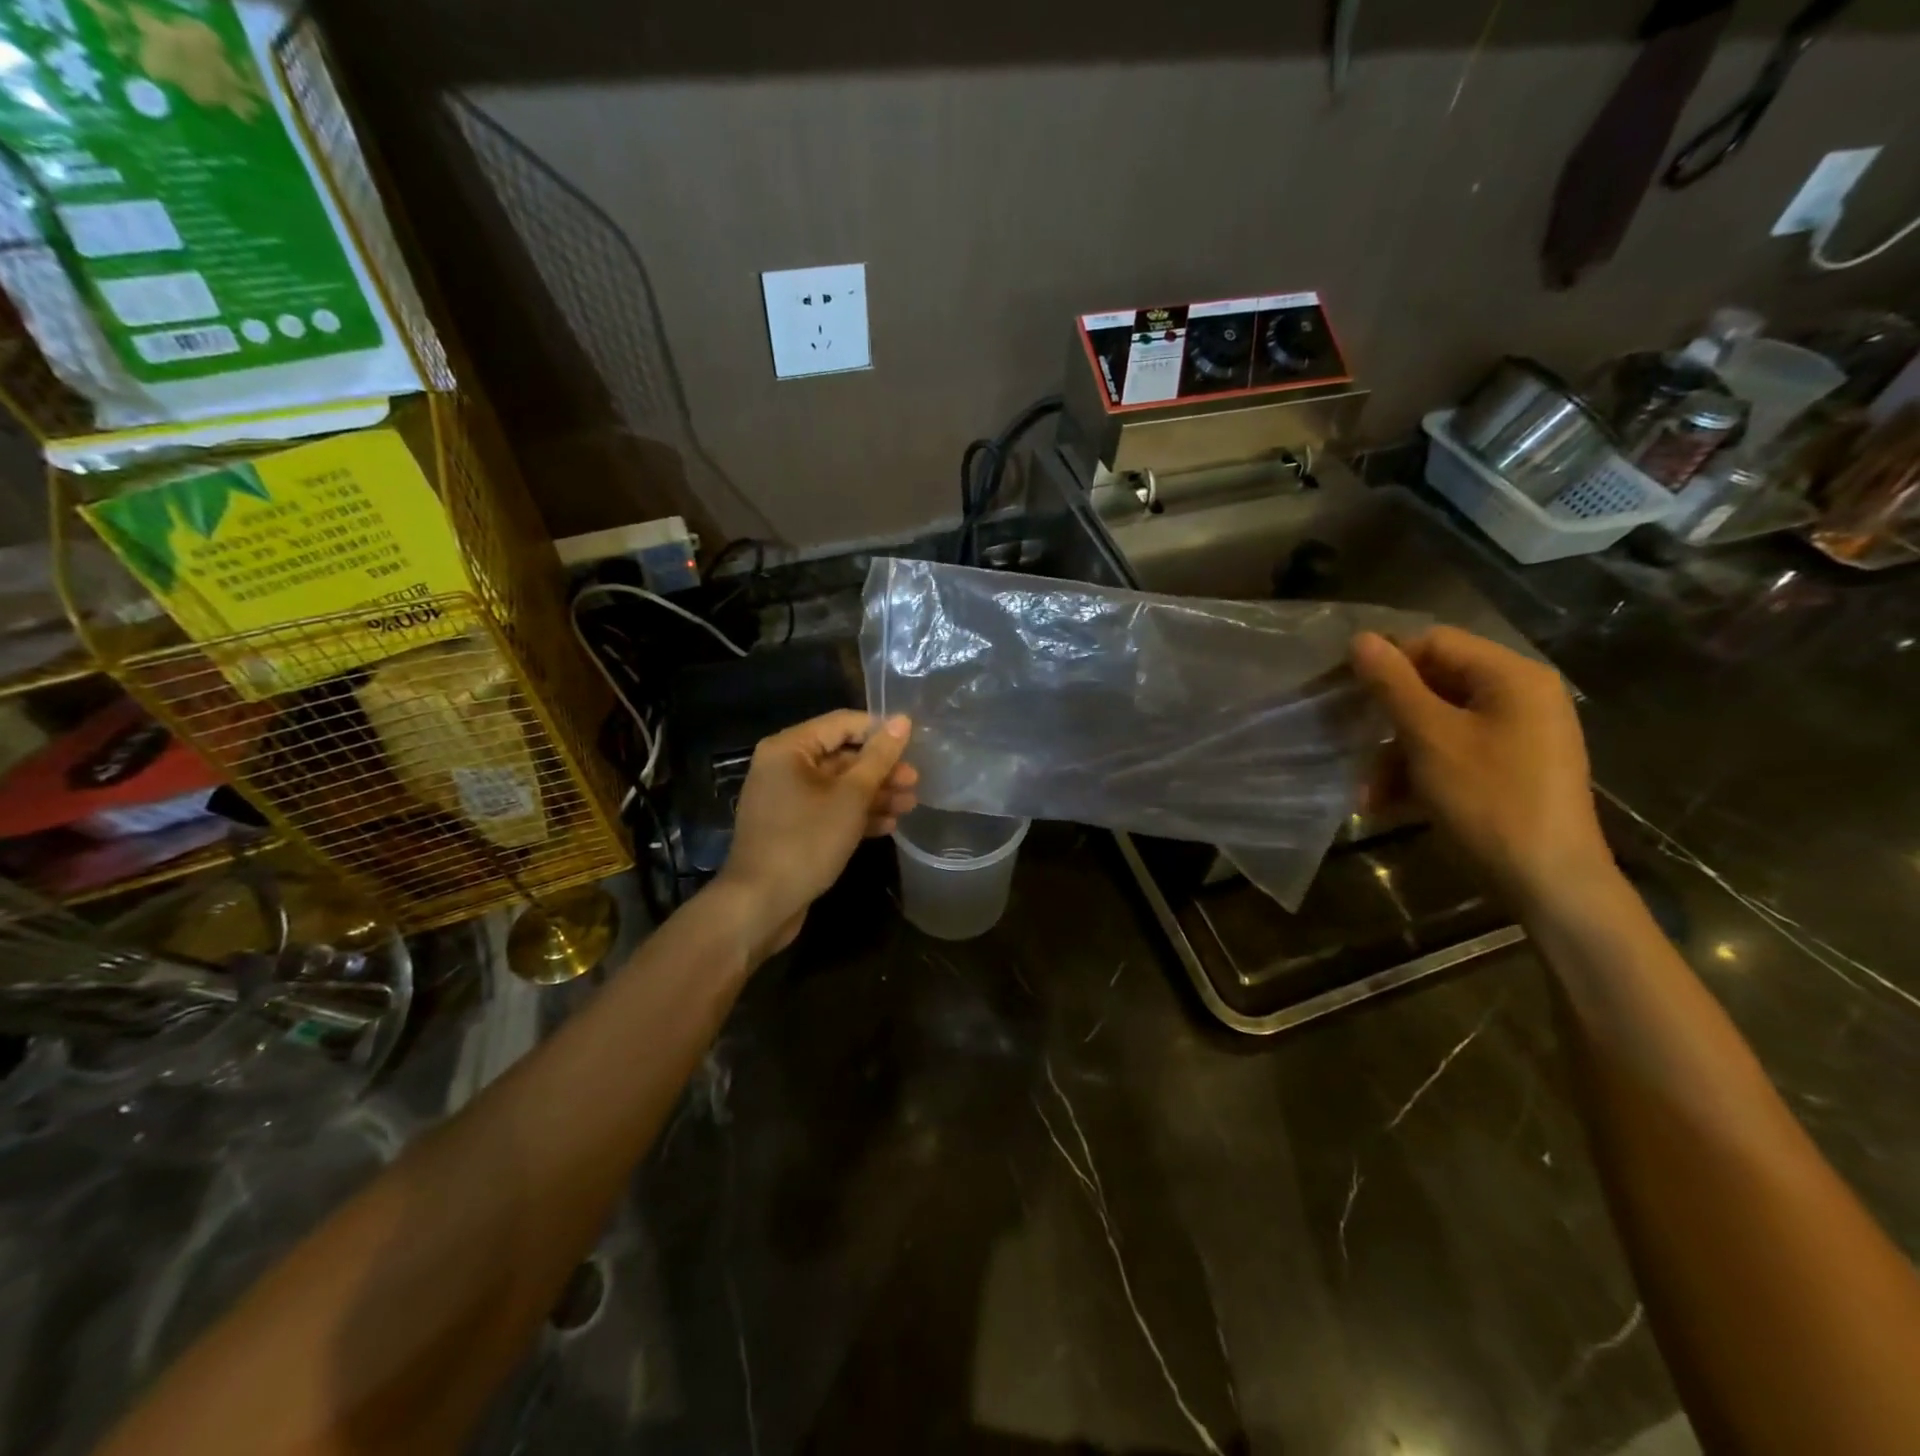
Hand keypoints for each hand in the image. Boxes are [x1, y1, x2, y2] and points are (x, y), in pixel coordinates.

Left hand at [712, 710, 915, 960]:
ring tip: (910, 805)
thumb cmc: (806, 841)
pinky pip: (829, 810)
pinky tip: (888, 825)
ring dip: (874, 794)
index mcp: (789, 748)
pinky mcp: (792, 827)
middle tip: (915, 782)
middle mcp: (784, 767)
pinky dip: (856, 814)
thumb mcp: (851, 796)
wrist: (760, 904)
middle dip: (881, 769)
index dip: (880, 731)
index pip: (843, 723)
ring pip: (838, 786)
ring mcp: (786, 799)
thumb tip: (902, 720)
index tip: (915, 744)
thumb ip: (879, 757)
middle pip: (841, 756)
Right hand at [1350, 627, 1612, 907]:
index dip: (1385, 662)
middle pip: (1434, 684)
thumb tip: (1360, 639)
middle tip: (1347, 740)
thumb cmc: (1489, 799)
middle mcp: (1520, 696)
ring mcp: (1518, 734)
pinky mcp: (1510, 768)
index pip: (1434, 642)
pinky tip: (1390, 805)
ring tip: (1368, 793)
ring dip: (1396, 754)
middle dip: (1387, 718)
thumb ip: (1393, 685)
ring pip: (1438, 724)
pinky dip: (1420, 773)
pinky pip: (1454, 753)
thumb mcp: (1430, 738)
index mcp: (1511, 676)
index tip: (1342, 692)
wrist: (1549, 882)